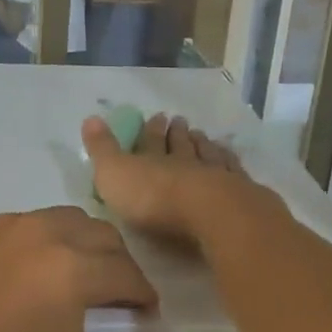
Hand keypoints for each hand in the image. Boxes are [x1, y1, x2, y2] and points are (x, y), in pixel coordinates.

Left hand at [0, 207, 176, 331]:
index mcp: (76, 268)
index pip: (129, 273)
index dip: (144, 296)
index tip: (144, 313)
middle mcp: (47, 231)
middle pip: (104, 235)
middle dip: (119, 263)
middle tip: (115, 295)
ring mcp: (9, 222)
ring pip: (65, 219)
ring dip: (83, 243)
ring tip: (75, 276)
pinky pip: (26, 222)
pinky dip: (42, 240)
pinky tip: (28, 272)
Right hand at [82, 112, 253, 244]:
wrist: (211, 215)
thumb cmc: (155, 198)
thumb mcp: (114, 174)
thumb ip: (102, 149)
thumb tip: (90, 118)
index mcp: (153, 160)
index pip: (151, 141)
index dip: (151, 129)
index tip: (156, 116)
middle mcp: (185, 162)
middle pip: (181, 145)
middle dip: (178, 133)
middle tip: (180, 120)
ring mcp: (216, 176)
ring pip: (208, 155)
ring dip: (204, 145)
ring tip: (203, 136)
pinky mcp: (241, 193)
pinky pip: (234, 171)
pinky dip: (230, 161)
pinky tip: (231, 158)